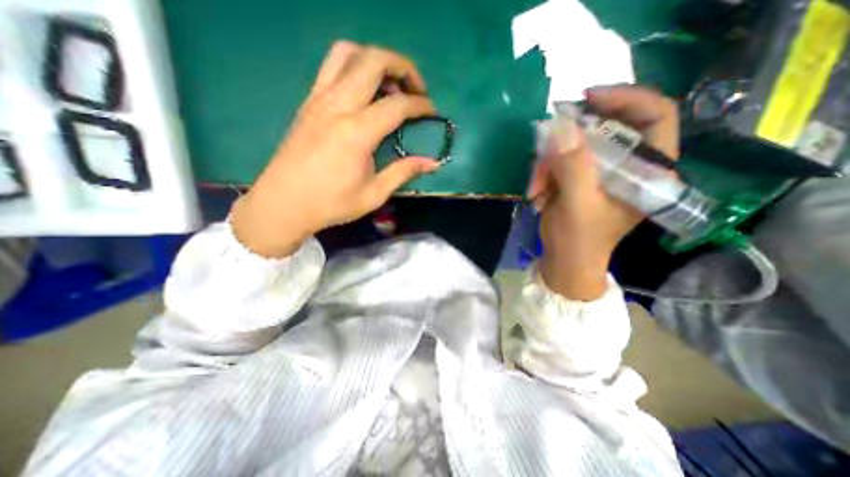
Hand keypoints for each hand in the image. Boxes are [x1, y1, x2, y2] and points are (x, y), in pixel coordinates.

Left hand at [233, 41, 445, 257]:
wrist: (283, 204)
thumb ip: (404, 172)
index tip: (432, 113)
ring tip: (390, 85)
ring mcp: (319, 99)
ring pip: (349, 53)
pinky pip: (332, 66)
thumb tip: (433, 163)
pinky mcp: (308, 102)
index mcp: (357, 132)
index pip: (398, 104)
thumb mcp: (374, 194)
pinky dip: (355, 67)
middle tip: (415, 89)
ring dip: (376, 60)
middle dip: (403, 67)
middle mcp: (338, 105)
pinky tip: (364, 93)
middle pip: (374, 60)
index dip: (421, 105)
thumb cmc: (331, 203)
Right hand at [529, 86, 678, 298]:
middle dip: (568, 140)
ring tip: (535, 189)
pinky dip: (543, 174)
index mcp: (647, 169)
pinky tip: (536, 193)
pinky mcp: (579, 177)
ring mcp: (600, 170)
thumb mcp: (577, 204)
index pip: (654, 114)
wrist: (564, 261)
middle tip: (544, 146)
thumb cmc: (579, 239)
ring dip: (547, 164)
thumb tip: (559, 126)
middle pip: (603, 128)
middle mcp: (627, 164)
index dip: (625, 98)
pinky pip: (559, 160)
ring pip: (573, 146)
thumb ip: (572, 166)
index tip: (587, 99)